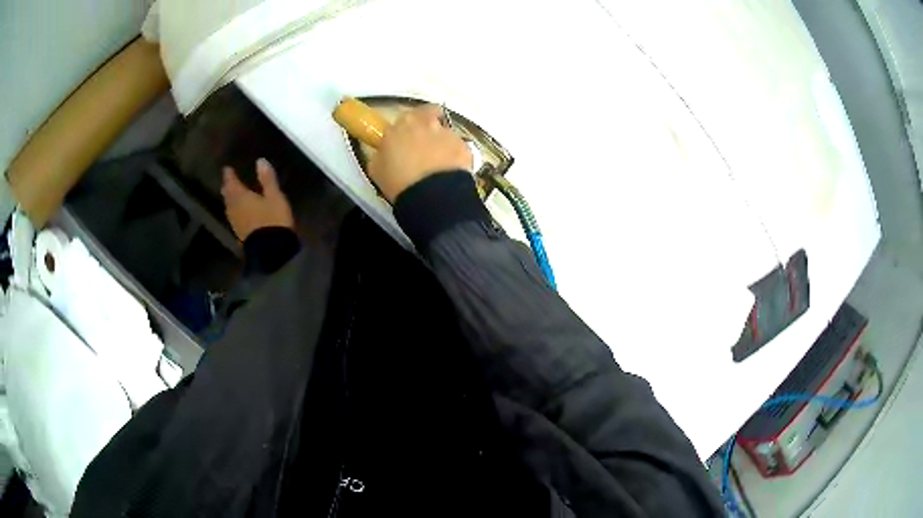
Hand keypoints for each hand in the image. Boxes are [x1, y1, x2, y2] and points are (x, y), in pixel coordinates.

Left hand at [221, 158, 294, 240]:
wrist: (271, 251)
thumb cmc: (273, 220)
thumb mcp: (274, 197)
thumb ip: (267, 179)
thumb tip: (260, 161)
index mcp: (242, 197)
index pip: (232, 183)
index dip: (229, 175)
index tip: (227, 169)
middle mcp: (235, 209)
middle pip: (228, 196)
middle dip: (228, 187)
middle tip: (227, 181)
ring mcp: (237, 223)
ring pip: (229, 208)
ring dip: (230, 200)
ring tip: (232, 195)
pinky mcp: (241, 234)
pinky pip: (234, 218)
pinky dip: (235, 211)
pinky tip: (239, 213)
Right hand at [367, 105, 472, 202]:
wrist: (431, 195)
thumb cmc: (398, 181)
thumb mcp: (377, 168)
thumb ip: (383, 152)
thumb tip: (387, 152)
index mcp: (403, 124)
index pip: (407, 116)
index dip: (408, 127)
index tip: (406, 138)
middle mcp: (427, 122)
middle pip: (431, 114)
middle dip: (429, 126)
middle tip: (425, 145)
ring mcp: (449, 133)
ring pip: (446, 133)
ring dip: (443, 143)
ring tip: (439, 165)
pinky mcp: (465, 147)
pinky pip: (459, 149)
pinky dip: (456, 157)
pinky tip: (451, 173)